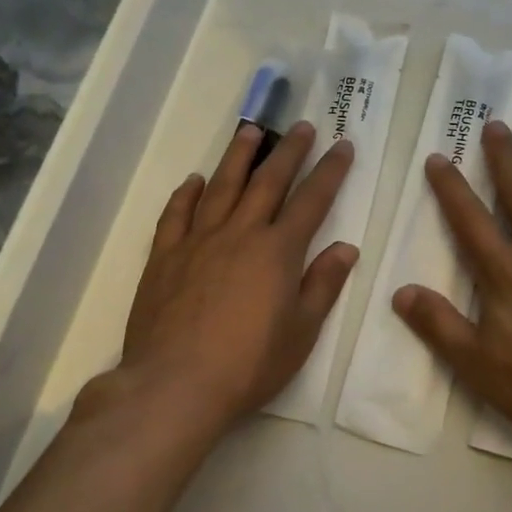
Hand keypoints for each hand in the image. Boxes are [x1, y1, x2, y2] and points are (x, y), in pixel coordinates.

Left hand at [79, 121, 357, 438]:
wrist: (174, 385)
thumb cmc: (249, 364)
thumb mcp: (302, 331)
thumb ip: (323, 284)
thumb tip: (346, 247)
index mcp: (278, 251)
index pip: (312, 200)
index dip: (330, 171)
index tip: (342, 146)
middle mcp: (240, 234)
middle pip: (268, 182)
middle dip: (289, 151)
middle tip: (302, 126)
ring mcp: (199, 241)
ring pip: (222, 187)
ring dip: (239, 156)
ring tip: (251, 131)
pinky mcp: (165, 257)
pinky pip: (176, 215)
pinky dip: (186, 194)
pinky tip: (194, 180)